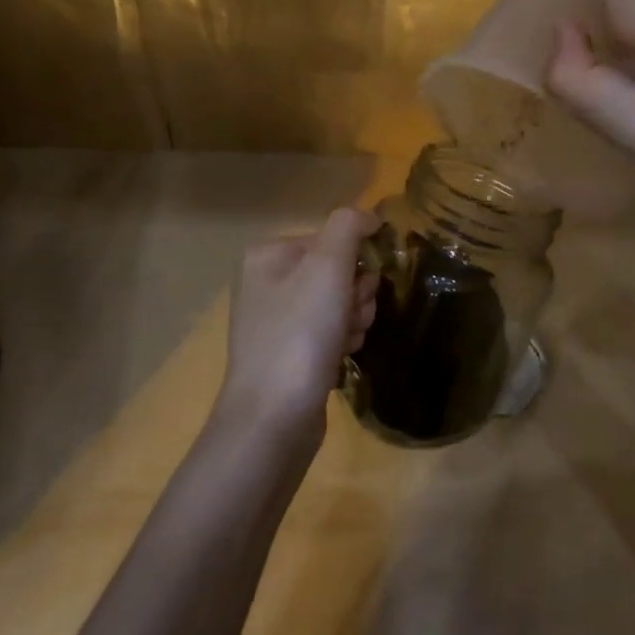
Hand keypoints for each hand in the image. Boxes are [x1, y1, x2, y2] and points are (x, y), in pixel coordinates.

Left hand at [215, 206, 379, 446]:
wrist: (273, 419)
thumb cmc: (300, 335)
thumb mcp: (327, 267)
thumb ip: (348, 227)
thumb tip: (368, 216)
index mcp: (268, 255)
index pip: (332, 239)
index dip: (355, 262)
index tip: (359, 288)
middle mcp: (267, 282)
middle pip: (336, 271)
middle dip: (355, 294)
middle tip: (351, 318)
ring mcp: (276, 320)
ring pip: (338, 302)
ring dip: (354, 318)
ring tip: (346, 342)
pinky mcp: (288, 353)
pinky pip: (329, 331)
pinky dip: (343, 341)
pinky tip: (340, 357)